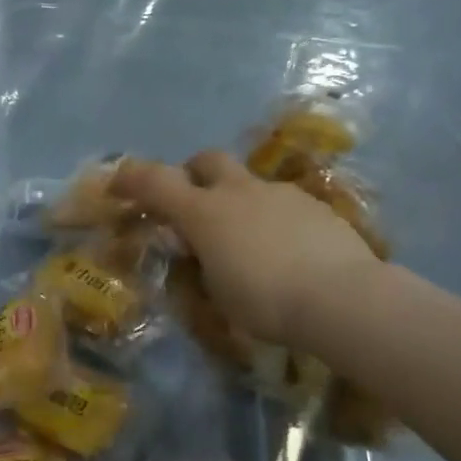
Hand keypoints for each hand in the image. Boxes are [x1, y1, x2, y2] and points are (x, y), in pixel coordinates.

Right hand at [111, 151, 382, 353]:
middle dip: (193, 173)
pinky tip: (286, 249)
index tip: (117, 186)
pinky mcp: (314, 205)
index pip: (154, 181)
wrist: (343, 297)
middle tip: (193, 200)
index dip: (130, 178)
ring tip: (248, 238)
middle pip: (207, 160)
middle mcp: (238, 191)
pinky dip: (272, 217)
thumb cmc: (266, 301)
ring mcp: (279, 193)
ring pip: (248, 182)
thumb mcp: (218, 292)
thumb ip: (203, 264)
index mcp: (204, 211)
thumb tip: (201, 253)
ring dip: (237, 199)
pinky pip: (282, 202)